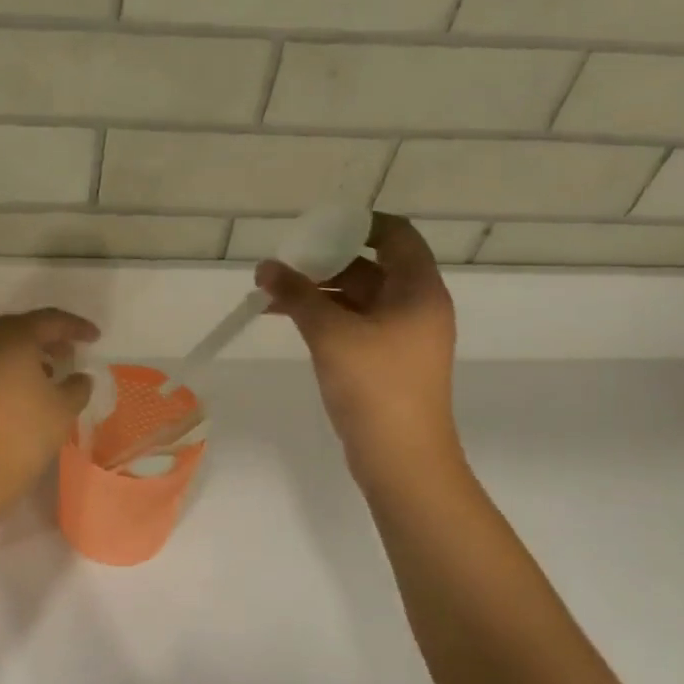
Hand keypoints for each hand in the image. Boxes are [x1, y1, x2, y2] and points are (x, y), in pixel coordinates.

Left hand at [0, 308, 98, 528]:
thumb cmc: (20, 438)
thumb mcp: (62, 412)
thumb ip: (77, 386)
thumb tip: (78, 377)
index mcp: (11, 340)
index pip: (49, 320)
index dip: (75, 327)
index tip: (94, 337)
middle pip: (18, 328)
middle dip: (46, 336)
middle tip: (67, 351)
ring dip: (23, 354)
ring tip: (45, 372)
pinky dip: (2, 370)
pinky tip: (16, 392)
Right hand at [258, 214, 459, 464]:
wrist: (402, 459)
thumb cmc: (375, 387)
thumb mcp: (331, 333)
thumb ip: (297, 294)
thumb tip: (265, 266)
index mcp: (418, 289)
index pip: (395, 234)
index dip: (357, 224)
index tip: (316, 228)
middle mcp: (415, 305)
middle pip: (370, 266)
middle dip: (324, 262)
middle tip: (282, 265)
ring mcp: (402, 336)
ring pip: (357, 298)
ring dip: (318, 292)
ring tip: (271, 294)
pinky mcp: (387, 360)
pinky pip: (354, 324)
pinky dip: (324, 317)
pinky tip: (287, 320)